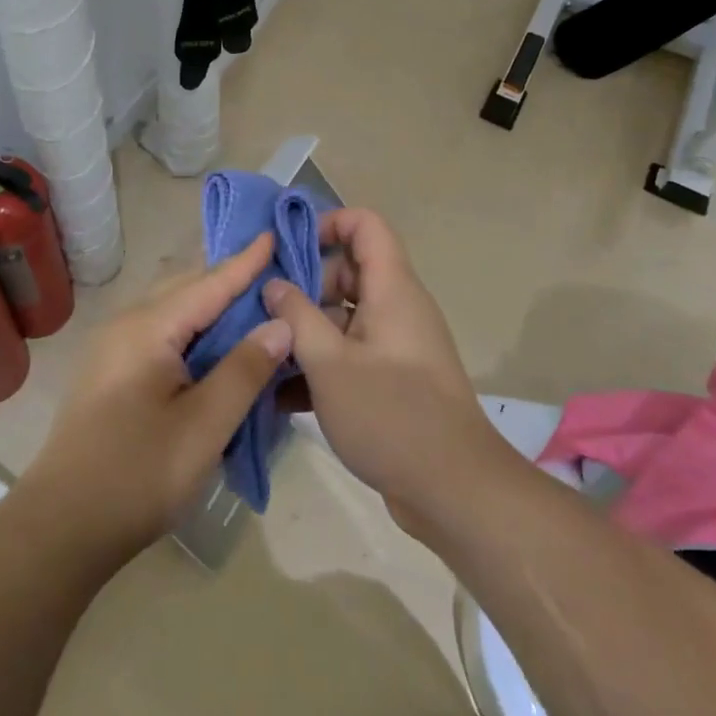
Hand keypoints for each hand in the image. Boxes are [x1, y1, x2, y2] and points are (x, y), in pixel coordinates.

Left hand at [21, 233, 293, 567]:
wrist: (60, 527)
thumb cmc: (138, 475)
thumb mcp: (204, 426)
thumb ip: (244, 369)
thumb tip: (279, 323)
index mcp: (148, 327)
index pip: (209, 283)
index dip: (245, 262)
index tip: (274, 232)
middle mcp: (126, 324)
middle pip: (187, 288)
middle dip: (229, 278)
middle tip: (273, 270)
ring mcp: (113, 347)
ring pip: (171, 310)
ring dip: (210, 304)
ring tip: (251, 303)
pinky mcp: (110, 371)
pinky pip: (160, 332)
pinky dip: (193, 328)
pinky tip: (213, 345)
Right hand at [262, 209, 513, 532]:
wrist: (455, 490)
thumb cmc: (390, 414)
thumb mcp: (330, 363)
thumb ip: (297, 317)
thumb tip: (274, 284)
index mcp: (392, 289)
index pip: (365, 225)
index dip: (327, 224)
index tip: (287, 249)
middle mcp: (397, 308)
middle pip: (349, 272)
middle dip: (305, 285)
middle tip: (264, 308)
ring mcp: (396, 346)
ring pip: (345, 318)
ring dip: (306, 331)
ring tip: (261, 352)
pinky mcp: (393, 381)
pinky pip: (351, 355)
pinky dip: (321, 365)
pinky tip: (280, 395)